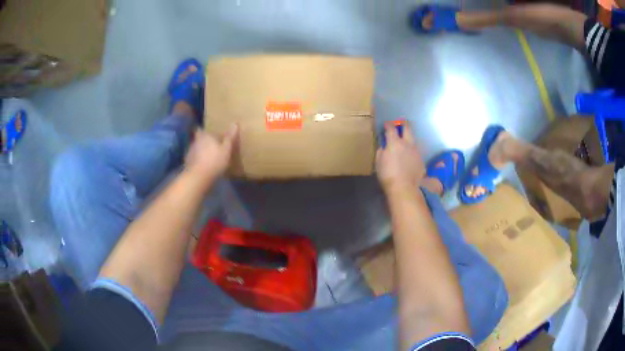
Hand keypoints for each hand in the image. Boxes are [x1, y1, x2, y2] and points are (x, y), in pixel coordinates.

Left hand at [185, 124, 238, 182]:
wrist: (198, 177)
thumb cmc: (214, 161)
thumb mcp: (226, 149)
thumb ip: (230, 137)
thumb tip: (235, 123)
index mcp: (205, 136)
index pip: (201, 130)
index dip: (205, 133)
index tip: (210, 136)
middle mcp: (195, 141)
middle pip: (199, 139)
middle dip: (204, 142)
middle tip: (211, 147)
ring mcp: (189, 152)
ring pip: (196, 149)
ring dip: (200, 152)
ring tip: (207, 158)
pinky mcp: (187, 162)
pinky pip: (193, 159)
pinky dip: (197, 161)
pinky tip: (202, 166)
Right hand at [376, 121, 424, 192]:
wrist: (404, 188)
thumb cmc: (387, 175)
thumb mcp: (379, 162)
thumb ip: (381, 151)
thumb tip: (384, 147)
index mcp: (395, 142)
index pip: (391, 128)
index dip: (388, 125)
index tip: (386, 124)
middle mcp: (407, 143)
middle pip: (407, 128)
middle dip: (403, 124)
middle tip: (400, 124)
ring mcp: (416, 151)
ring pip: (413, 140)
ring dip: (409, 139)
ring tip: (405, 143)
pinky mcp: (421, 160)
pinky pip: (416, 152)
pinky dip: (412, 152)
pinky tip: (409, 158)